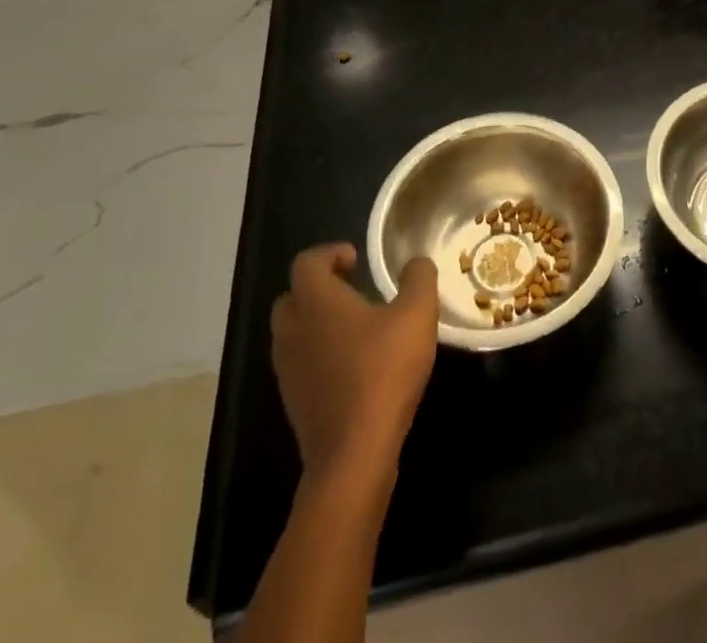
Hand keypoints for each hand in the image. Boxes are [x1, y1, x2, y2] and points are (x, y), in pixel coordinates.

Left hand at [270, 243, 438, 481]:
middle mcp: (292, 330)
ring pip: (294, 331)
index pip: (307, 262)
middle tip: (354, 287)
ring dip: (319, 322)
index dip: (330, 253)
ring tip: (358, 325)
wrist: (354, 453)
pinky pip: (301, 362)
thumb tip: (416, 263)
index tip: (357, 260)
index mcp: (315, 301)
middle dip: (320, 287)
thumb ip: (418, 279)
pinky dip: (320, 353)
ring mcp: (287, 369)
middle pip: (294, 296)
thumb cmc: (383, 371)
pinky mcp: (294, 401)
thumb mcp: (417, 314)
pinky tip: (354, 363)